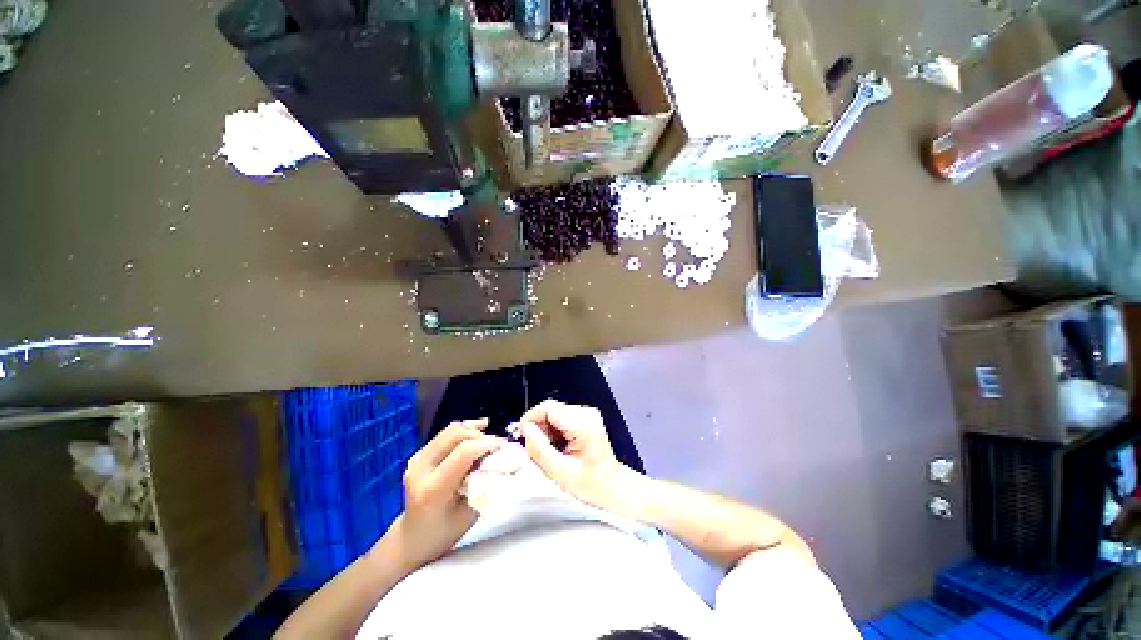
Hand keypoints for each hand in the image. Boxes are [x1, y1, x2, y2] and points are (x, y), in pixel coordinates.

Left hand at [394, 419, 502, 568]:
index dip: (486, 444)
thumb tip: (500, 461)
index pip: (463, 453)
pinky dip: (464, 430)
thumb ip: (483, 484)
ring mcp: (417, 459)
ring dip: (473, 431)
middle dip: (480, 436)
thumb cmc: (445, 532)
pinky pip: (446, 434)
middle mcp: (421, 469)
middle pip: (456, 435)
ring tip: (489, 439)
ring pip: (451, 430)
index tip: (503, 446)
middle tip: (496, 445)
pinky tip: (478, 430)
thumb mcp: (470, 513)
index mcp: (433, 489)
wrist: (413, 538)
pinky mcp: (420, 454)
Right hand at [519, 400, 638, 512]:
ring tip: (549, 452)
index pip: (548, 407)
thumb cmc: (590, 484)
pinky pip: (560, 418)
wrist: (611, 486)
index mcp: (583, 424)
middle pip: (550, 409)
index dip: (531, 419)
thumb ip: (540, 449)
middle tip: (535, 450)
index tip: (523, 437)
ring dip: (545, 431)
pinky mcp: (585, 418)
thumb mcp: (560, 472)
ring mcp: (587, 414)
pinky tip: (557, 448)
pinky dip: (553, 432)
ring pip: (553, 413)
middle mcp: (586, 413)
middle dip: (538, 428)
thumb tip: (525, 430)